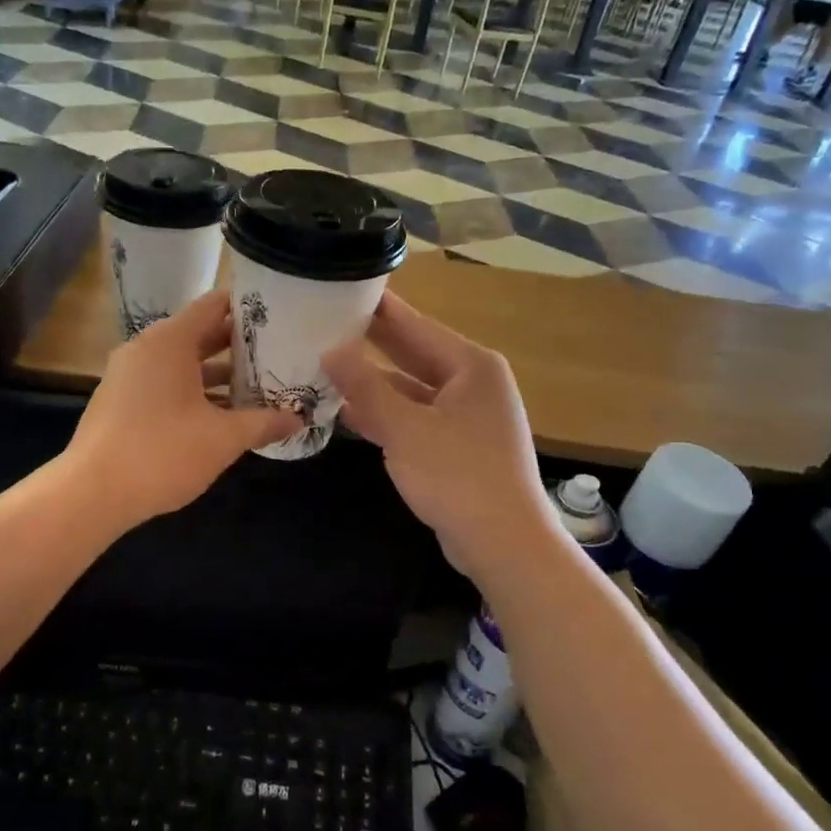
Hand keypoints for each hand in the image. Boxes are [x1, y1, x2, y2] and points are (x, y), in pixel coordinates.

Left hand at [68, 290, 300, 528]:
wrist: (92, 493)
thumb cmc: (162, 452)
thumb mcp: (223, 438)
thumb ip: (263, 423)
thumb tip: (298, 420)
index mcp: (170, 341)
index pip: (215, 305)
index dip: (249, 307)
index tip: (281, 315)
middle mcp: (147, 348)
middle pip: (200, 333)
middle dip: (239, 345)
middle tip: (279, 352)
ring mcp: (129, 374)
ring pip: (182, 363)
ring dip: (217, 373)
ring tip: (259, 384)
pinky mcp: (121, 401)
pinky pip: (165, 383)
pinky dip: (194, 390)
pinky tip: (222, 414)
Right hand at [323, 294, 559, 579]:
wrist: (504, 544)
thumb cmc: (457, 476)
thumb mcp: (404, 428)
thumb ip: (365, 386)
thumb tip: (331, 349)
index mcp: (471, 366)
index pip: (415, 324)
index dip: (377, 307)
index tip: (343, 286)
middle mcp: (473, 383)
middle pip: (414, 353)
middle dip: (371, 342)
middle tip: (325, 322)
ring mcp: (468, 416)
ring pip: (412, 389)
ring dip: (374, 383)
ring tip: (326, 365)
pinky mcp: (458, 445)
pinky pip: (416, 417)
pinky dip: (387, 414)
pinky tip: (349, 411)